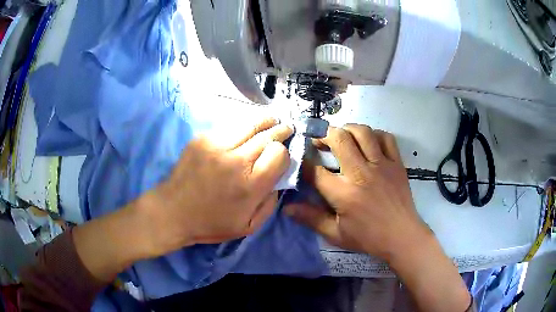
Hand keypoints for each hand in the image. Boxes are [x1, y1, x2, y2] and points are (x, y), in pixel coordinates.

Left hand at [143, 118, 292, 256]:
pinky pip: (230, 127)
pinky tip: (246, 129)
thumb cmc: (211, 223)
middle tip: (287, 129)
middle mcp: (236, 160)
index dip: (284, 153)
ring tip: (272, 120)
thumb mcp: (248, 226)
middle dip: (281, 131)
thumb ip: (270, 203)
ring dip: (265, 121)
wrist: (173, 211)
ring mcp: (217, 145)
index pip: (279, 153)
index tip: (281, 156)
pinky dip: (242, 127)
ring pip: (250, 124)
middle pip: (268, 135)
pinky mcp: (203, 139)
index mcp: (250, 184)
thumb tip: (279, 179)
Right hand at [285, 125, 471, 311]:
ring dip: (347, 129)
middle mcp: (361, 173)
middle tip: (319, 141)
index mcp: (344, 193)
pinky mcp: (396, 163)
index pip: (315, 171)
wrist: (402, 236)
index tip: (300, 158)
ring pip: (362, 132)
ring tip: (341, 136)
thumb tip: (287, 208)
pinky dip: (374, 134)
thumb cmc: (368, 238)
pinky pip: (386, 138)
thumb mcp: (336, 234)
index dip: (303, 162)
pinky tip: (368, 141)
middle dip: (324, 135)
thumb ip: (311, 218)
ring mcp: (382, 165)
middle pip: (339, 139)